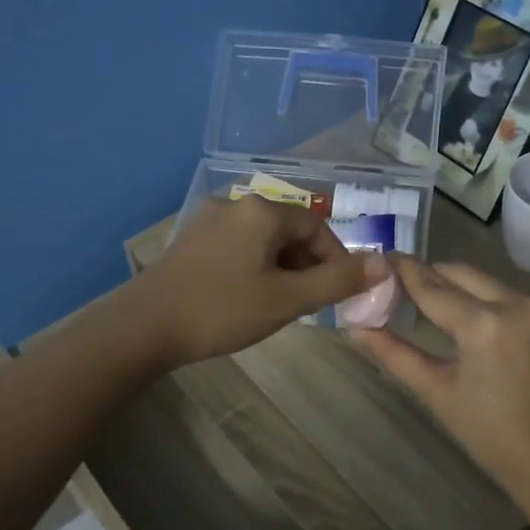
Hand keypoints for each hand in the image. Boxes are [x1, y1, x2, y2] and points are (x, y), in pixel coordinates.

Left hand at [131, 196, 386, 366]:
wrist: (144, 326)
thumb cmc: (222, 310)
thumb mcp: (288, 299)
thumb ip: (337, 281)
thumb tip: (385, 263)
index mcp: (263, 210)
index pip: (317, 227)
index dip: (336, 260)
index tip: (339, 294)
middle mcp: (237, 203)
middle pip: (289, 230)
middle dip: (306, 265)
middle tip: (308, 304)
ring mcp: (209, 219)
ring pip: (263, 240)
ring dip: (281, 267)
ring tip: (278, 304)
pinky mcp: (191, 238)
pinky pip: (238, 245)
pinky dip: (254, 266)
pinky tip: (245, 296)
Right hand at [355, 257, 529, 499]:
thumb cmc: (490, 435)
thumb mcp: (437, 392)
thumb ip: (396, 354)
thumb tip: (357, 328)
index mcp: (485, 324)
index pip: (432, 286)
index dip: (402, 271)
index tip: (378, 258)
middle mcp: (515, 302)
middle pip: (459, 273)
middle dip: (427, 275)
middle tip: (395, 285)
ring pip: (483, 280)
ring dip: (453, 284)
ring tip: (422, 300)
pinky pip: (504, 294)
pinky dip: (478, 297)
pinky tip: (460, 314)